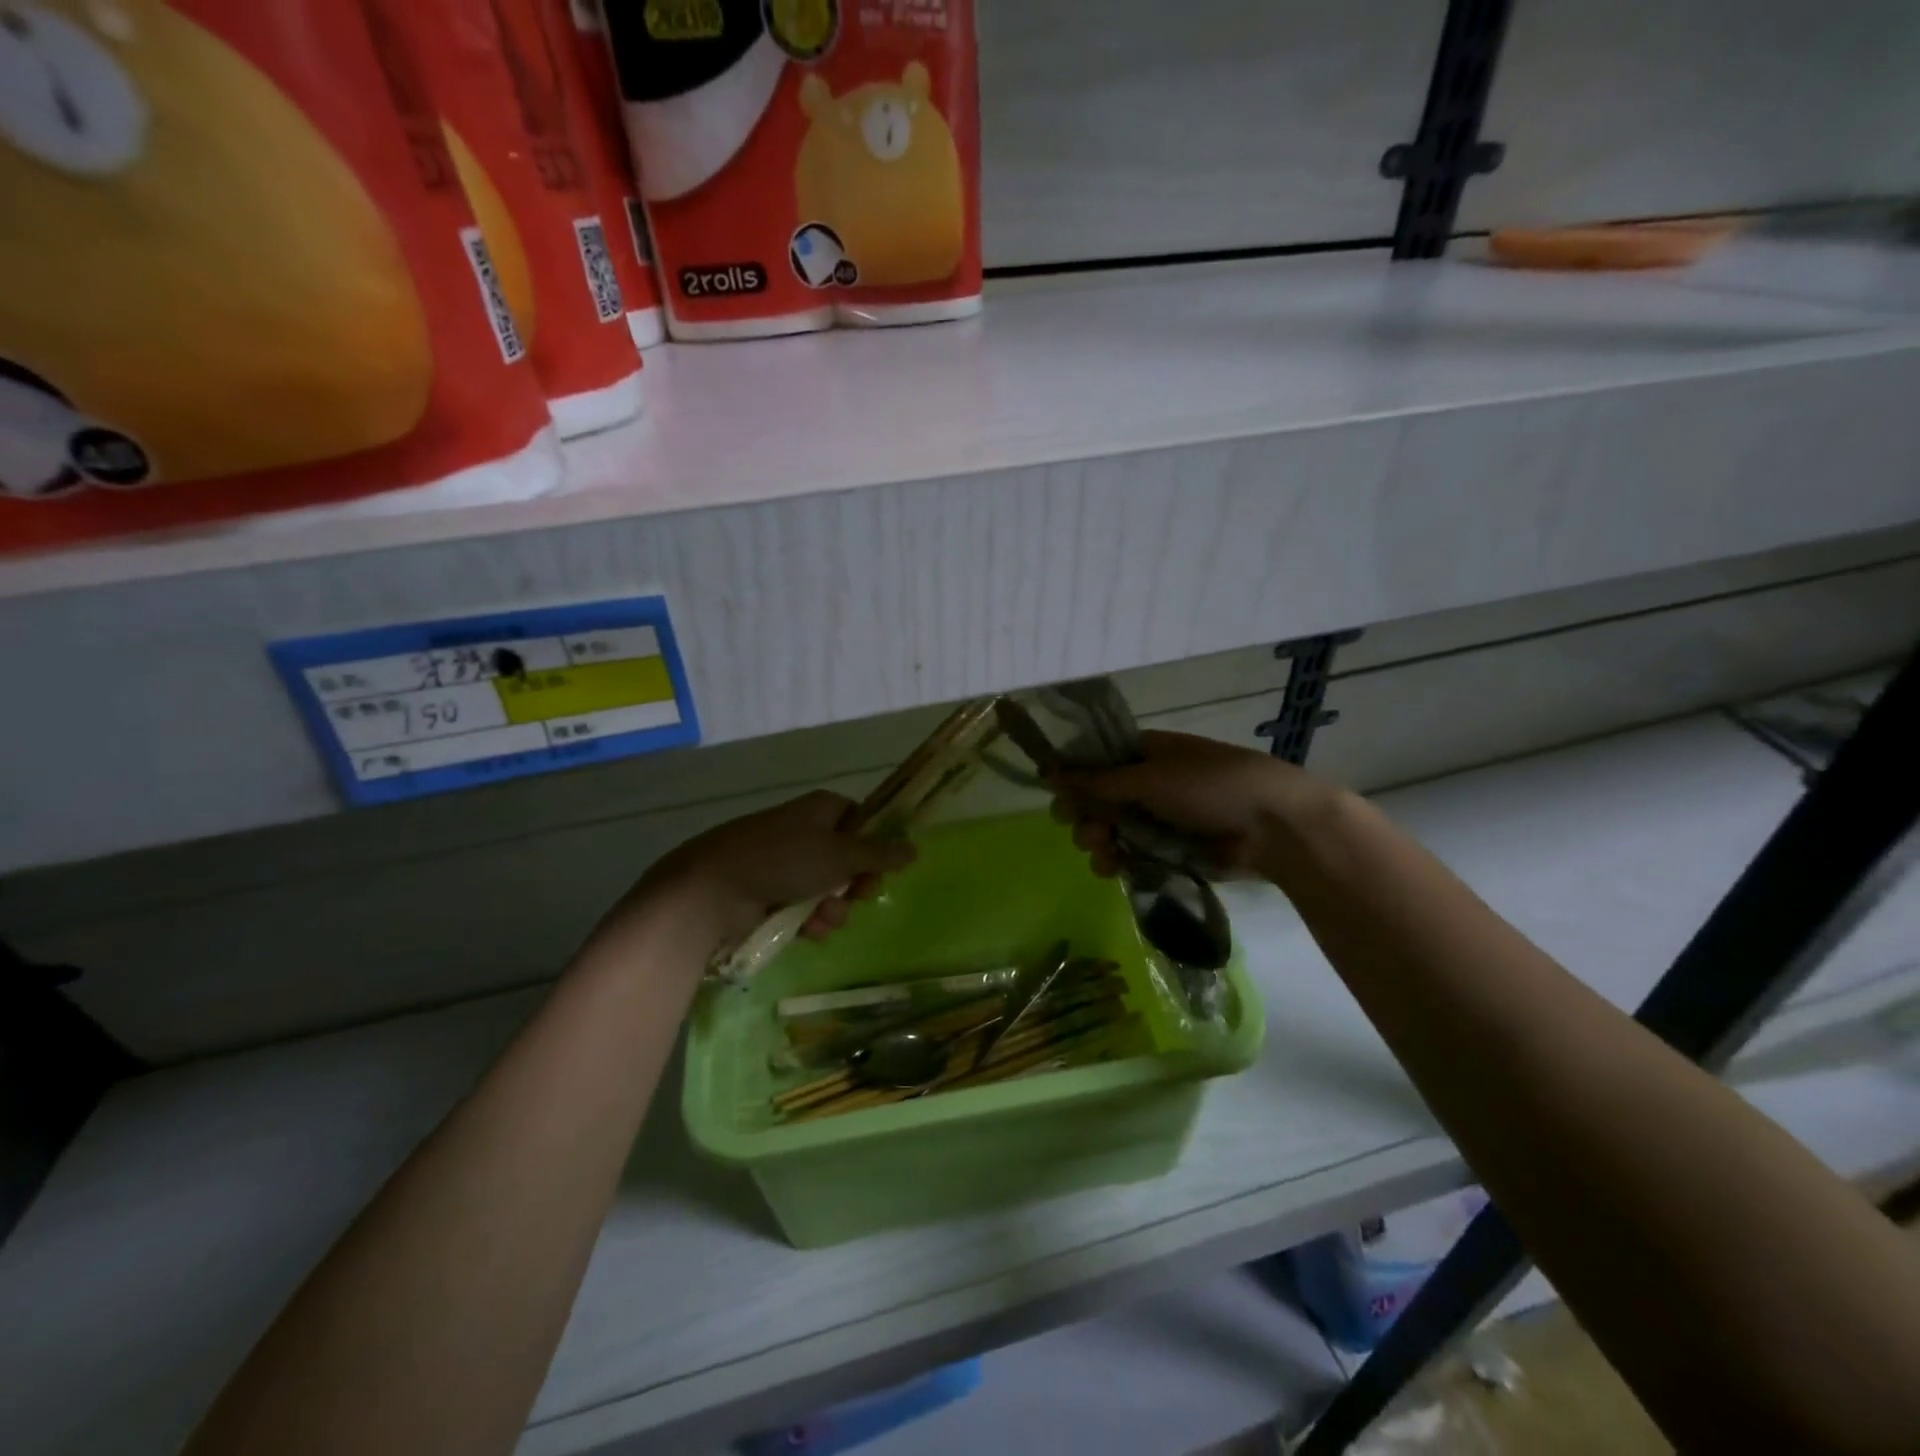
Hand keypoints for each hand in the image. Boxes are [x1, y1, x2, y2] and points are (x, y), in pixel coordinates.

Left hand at [623, 790, 914, 951]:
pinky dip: (809, 920)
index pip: (860, 819)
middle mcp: (803, 832)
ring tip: (824, 919)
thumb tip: (914, 848)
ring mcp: (784, 864)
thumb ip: (880, 855)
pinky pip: (803, 906)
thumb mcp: (840, 855)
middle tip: (859, 897)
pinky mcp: (768, 893)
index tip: (884, 867)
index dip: (875, 844)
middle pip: (846, 858)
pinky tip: (807, 931)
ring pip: (827, 888)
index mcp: (820, 810)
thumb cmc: (783, 859)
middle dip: (855, 884)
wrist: (712, 889)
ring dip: (833, 908)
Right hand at [1050, 730, 1330, 879]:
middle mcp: (1145, 783)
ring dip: (1096, 842)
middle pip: (1095, 800)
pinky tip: (1114, 868)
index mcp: (1143, 753)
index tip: (1058, 797)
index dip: (1072, 779)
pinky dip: (1116, 861)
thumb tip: (1048, 774)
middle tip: (1086, 829)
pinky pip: (1128, 855)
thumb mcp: (1150, 777)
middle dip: (1083, 816)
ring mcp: (1156, 818)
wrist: (1273, 826)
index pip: (1093, 762)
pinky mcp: (1166, 851)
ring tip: (1103, 853)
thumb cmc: (1211, 786)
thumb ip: (1097, 781)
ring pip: (1108, 830)